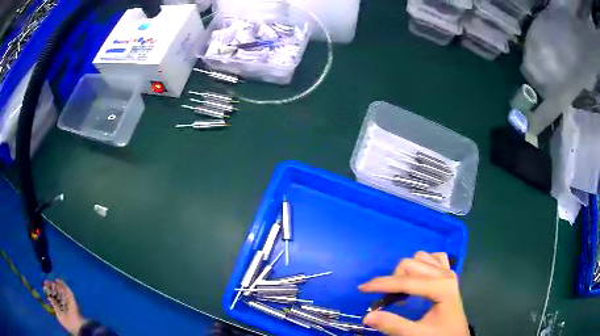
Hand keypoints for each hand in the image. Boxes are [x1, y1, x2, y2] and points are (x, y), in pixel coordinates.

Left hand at [44, 279, 85, 333]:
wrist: (77, 327)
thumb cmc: (67, 323)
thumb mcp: (58, 314)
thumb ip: (54, 305)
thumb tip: (48, 296)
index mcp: (60, 307)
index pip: (53, 297)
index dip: (49, 291)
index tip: (44, 287)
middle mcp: (63, 302)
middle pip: (56, 292)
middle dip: (51, 287)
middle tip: (46, 282)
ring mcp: (67, 300)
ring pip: (61, 289)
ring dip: (55, 285)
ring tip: (50, 282)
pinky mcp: (71, 298)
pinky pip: (67, 289)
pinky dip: (62, 284)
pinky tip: (57, 280)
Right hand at [359, 251, 468, 335]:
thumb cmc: (440, 335)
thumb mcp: (417, 334)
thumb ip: (394, 325)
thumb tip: (368, 316)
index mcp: (442, 287)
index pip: (406, 281)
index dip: (382, 284)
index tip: (362, 288)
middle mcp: (445, 273)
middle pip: (411, 264)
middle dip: (393, 279)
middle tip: (387, 299)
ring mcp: (448, 271)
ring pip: (420, 257)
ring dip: (406, 272)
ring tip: (402, 292)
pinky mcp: (448, 273)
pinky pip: (433, 258)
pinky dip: (420, 265)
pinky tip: (417, 279)